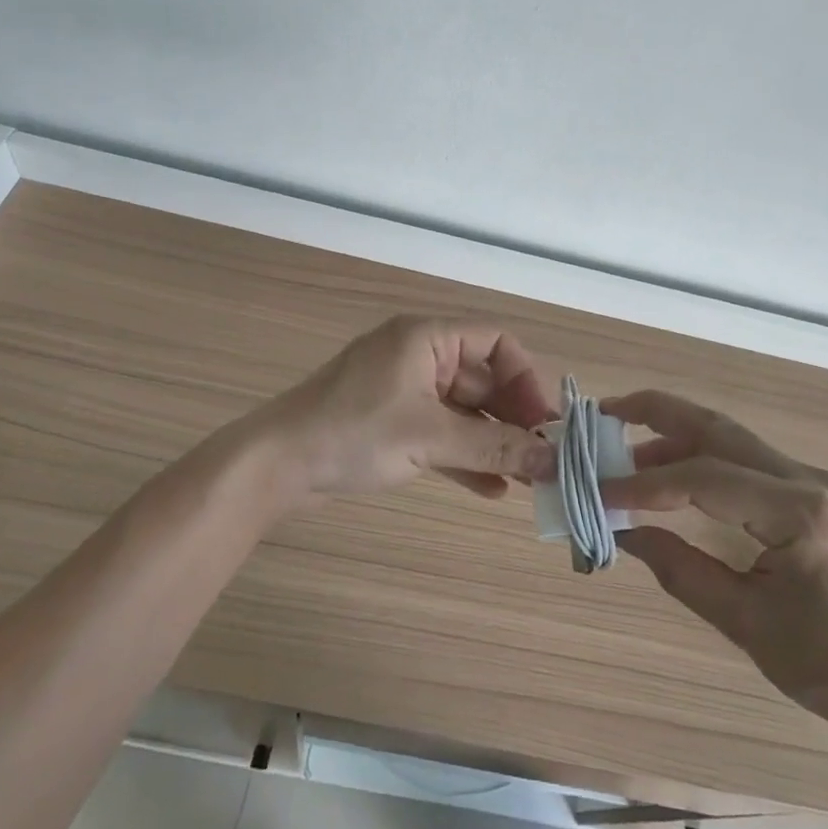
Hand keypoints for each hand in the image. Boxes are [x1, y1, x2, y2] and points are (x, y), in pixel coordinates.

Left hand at [244, 316, 557, 503]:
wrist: (274, 466)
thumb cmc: (354, 433)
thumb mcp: (429, 437)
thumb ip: (493, 448)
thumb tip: (553, 461)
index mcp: (427, 338)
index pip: (496, 342)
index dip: (525, 378)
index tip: (543, 422)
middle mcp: (420, 356)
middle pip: (483, 379)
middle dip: (514, 418)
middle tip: (543, 458)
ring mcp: (405, 391)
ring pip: (464, 411)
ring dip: (493, 442)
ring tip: (527, 479)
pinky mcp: (392, 423)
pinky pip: (441, 433)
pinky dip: (465, 456)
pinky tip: (492, 490)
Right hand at [602, 390, 827, 749]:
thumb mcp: (752, 628)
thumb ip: (684, 573)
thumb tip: (627, 534)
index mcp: (799, 514)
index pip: (705, 479)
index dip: (645, 484)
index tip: (599, 491)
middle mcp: (808, 480)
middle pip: (719, 430)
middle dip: (658, 414)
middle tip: (606, 414)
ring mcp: (814, 481)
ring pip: (732, 439)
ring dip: (677, 437)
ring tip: (626, 454)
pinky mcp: (814, 493)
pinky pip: (748, 461)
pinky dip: (703, 459)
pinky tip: (675, 478)